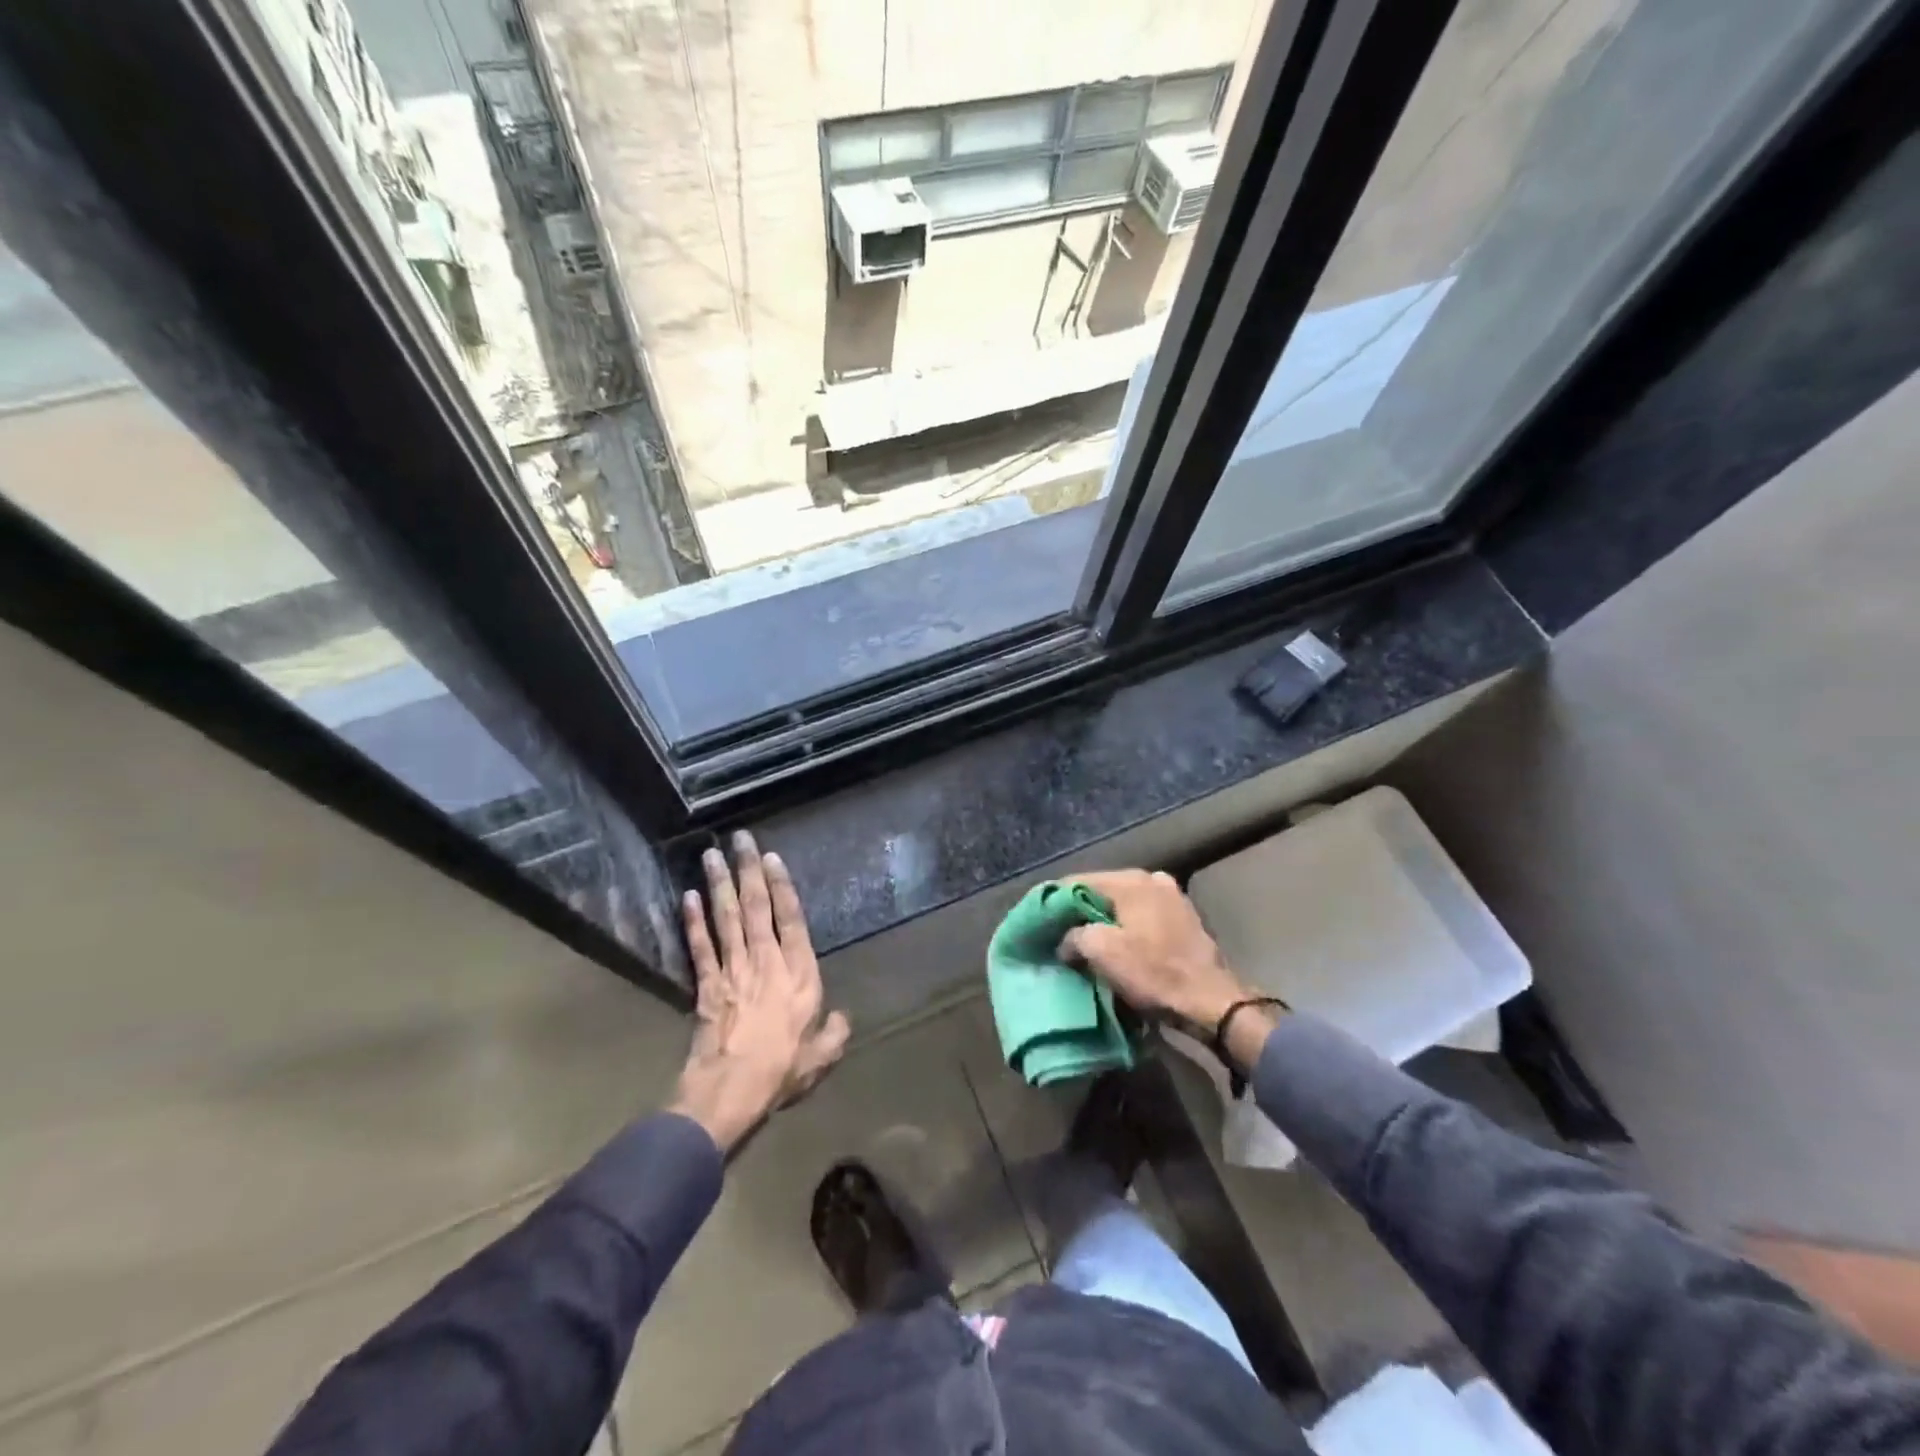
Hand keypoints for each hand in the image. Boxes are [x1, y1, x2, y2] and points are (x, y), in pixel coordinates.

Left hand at [669, 833, 850, 1154]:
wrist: (730, 1093)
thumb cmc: (781, 1072)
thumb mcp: (821, 1058)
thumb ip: (835, 1034)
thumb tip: (844, 1017)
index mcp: (799, 975)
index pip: (791, 920)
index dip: (782, 887)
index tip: (772, 858)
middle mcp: (766, 962)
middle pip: (756, 908)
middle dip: (748, 870)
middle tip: (740, 838)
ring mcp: (733, 970)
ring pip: (726, 918)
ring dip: (719, 884)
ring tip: (710, 855)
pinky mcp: (706, 985)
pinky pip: (700, 947)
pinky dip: (693, 921)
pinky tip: (688, 897)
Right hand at [1061, 870, 1254, 1032]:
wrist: (1212, 1004)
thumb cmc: (1154, 973)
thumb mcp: (1101, 952)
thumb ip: (1074, 935)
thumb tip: (1066, 940)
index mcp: (1131, 880)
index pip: (1077, 882)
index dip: (1053, 901)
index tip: (1037, 921)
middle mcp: (1153, 880)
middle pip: (1102, 892)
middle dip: (1079, 912)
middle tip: (1057, 934)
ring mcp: (1173, 899)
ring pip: (1123, 906)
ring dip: (1104, 922)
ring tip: (1084, 943)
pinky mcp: (1185, 921)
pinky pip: (1143, 919)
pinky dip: (1127, 930)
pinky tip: (1117, 948)